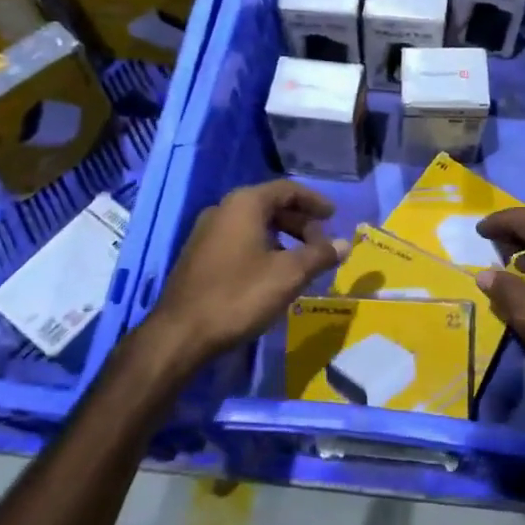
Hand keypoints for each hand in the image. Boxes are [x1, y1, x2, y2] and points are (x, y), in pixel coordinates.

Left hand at [150, 179, 349, 361]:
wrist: (180, 334)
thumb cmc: (239, 295)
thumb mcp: (288, 275)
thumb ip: (319, 255)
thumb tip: (344, 244)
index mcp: (244, 204)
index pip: (287, 190)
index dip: (314, 201)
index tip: (333, 217)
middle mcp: (223, 210)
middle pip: (270, 205)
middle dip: (300, 222)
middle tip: (321, 245)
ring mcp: (206, 233)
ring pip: (254, 225)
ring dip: (282, 238)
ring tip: (301, 262)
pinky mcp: (199, 256)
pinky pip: (239, 240)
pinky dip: (263, 248)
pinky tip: (273, 275)